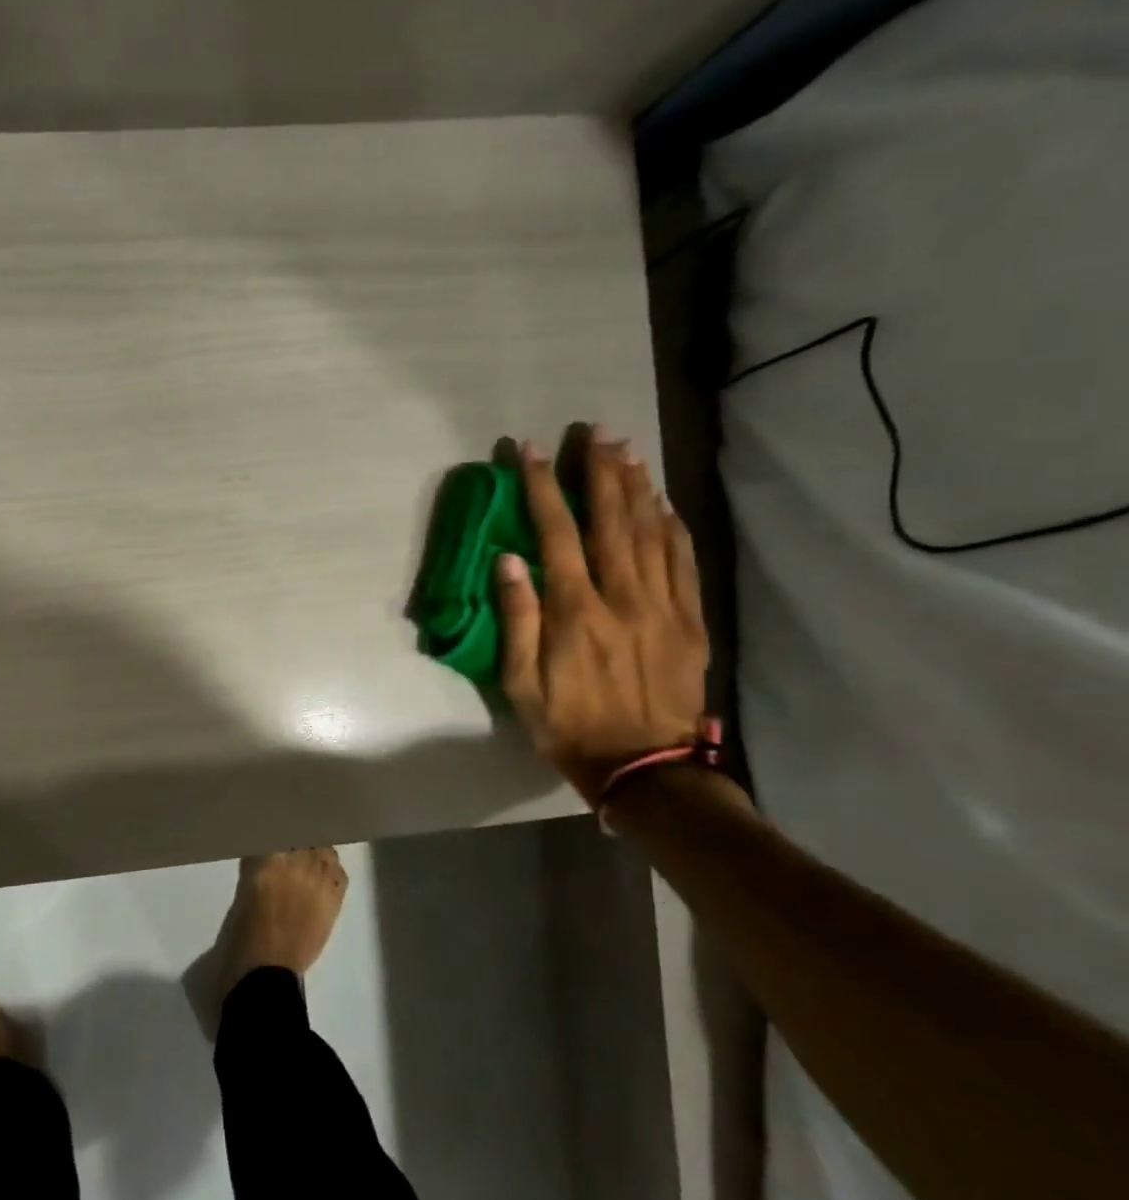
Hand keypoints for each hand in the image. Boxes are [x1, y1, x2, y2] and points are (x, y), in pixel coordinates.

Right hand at [496, 430, 708, 805]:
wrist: (646, 768)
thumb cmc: (570, 726)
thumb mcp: (522, 685)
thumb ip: (518, 620)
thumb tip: (509, 561)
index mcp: (576, 612)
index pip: (557, 534)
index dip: (543, 489)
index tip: (531, 451)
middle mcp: (623, 597)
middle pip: (613, 520)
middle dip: (601, 471)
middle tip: (596, 430)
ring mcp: (663, 606)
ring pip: (652, 532)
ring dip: (638, 487)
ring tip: (627, 450)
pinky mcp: (690, 620)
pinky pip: (683, 561)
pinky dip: (673, 526)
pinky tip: (663, 503)